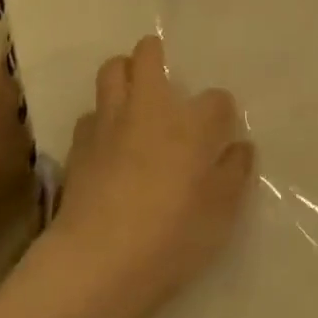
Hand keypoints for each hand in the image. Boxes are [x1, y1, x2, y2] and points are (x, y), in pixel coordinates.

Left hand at [42, 35, 255, 317]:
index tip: (221, 132)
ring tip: (133, 99)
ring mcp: (109, 123)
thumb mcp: (220, 212)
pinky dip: (101, 120)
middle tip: (162, 75)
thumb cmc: (171, 235)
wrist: (98, 261)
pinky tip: (107, 143)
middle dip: (155, 56)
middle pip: (147, 56)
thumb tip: (239, 147)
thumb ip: (234, 173)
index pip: (217, 99)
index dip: (222, 113)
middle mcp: (149, 109)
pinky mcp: (78, 145)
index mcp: (191, 123)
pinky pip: (91, 115)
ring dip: (123, 76)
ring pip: (111, 72)